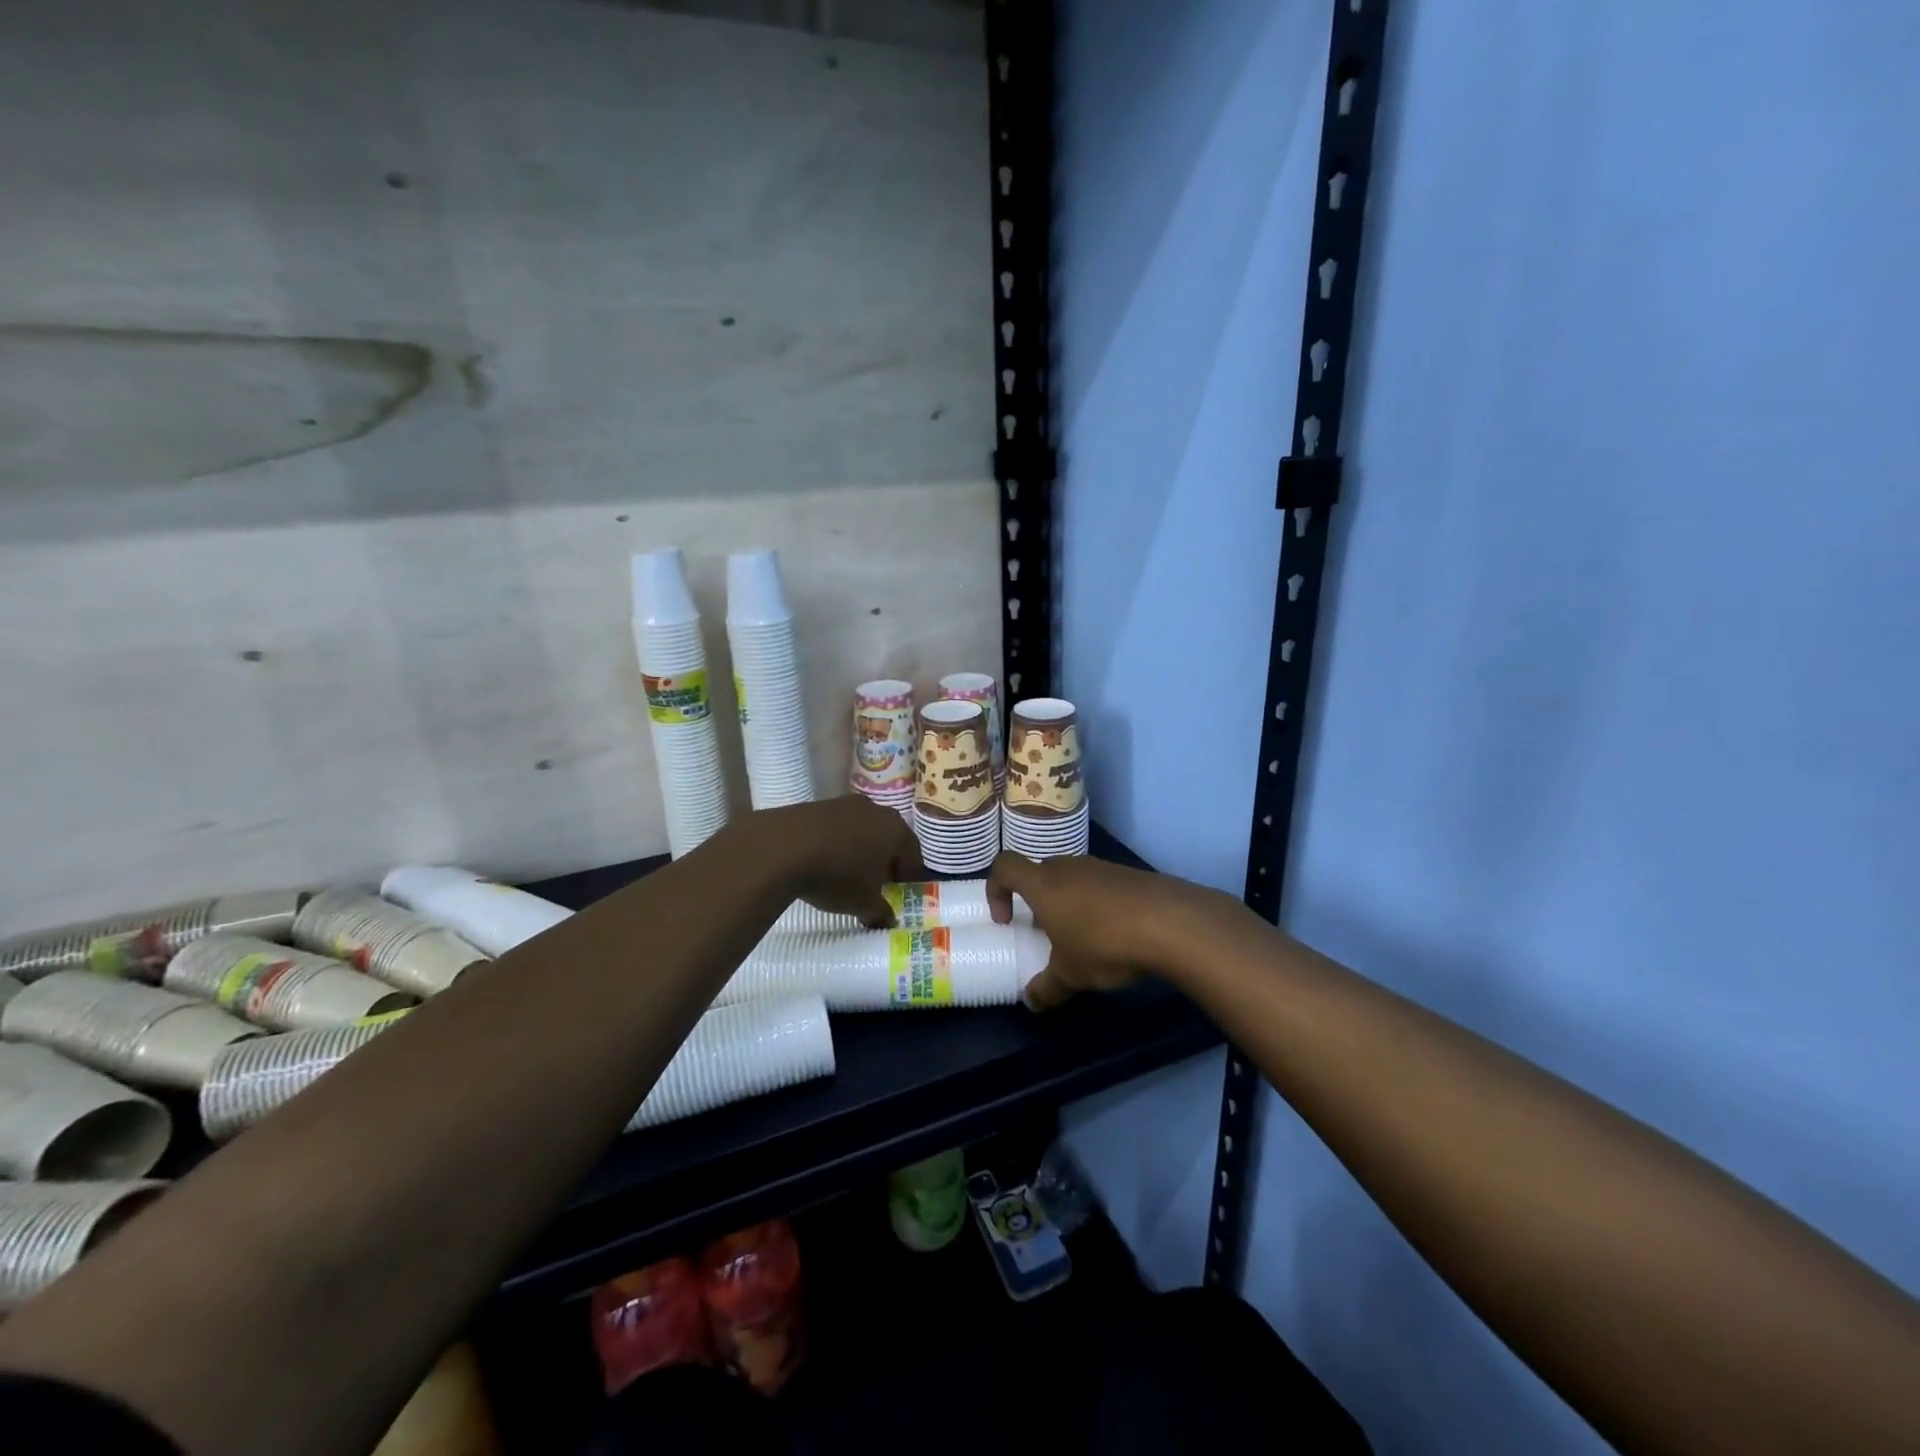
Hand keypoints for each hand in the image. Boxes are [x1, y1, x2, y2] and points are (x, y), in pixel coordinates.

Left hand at [753, 797, 925, 926]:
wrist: (783, 847)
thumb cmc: (837, 876)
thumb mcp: (862, 903)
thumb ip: (880, 912)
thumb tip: (888, 921)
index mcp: (897, 831)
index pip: (913, 855)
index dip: (908, 876)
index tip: (900, 892)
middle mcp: (876, 811)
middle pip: (888, 838)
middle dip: (884, 860)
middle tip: (875, 883)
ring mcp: (845, 803)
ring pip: (861, 829)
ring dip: (858, 849)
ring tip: (845, 872)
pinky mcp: (818, 805)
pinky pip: (836, 827)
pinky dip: (835, 842)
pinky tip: (822, 860)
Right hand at [986, 852, 1222, 1010]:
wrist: (1170, 922)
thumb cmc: (1103, 943)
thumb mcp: (1070, 975)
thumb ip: (1046, 988)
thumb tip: (1031, 1002)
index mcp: (1043, 884)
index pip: (1005, 866)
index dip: (996, 889)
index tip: (1005, 919)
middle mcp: (1068, 867)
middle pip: (1040, 872)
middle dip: (1036, 900)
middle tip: (1045, 932)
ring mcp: (1101, 867)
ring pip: (1072, 878)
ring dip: (1068, 902)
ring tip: (1082, 937)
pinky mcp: (1129, 874)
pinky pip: (1101, 884)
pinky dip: (1098, 904)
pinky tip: (1115, 933)